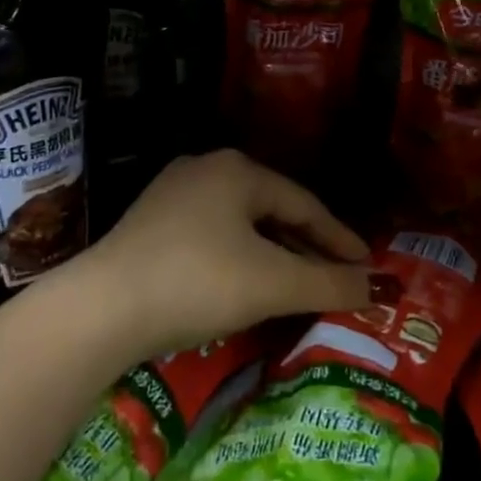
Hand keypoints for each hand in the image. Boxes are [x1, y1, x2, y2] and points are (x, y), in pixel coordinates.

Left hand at [86, 150, 371, 354]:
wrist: (101, 310)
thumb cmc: (197, 282)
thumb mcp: (272, 284)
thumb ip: (330, 284)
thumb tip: (379, 289)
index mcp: (238, 170)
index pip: (304, 204)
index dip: (339, 238)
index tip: (366, 266)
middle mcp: (205, 169)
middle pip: (272, 211)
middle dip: (307, 248)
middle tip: (337, 277)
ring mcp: (172, 195)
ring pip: (241, 225)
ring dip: (274, 255)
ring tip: (298, 284)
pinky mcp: (149, 224)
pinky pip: (212, 236)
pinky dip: (240, 259)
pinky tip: (246, 284)